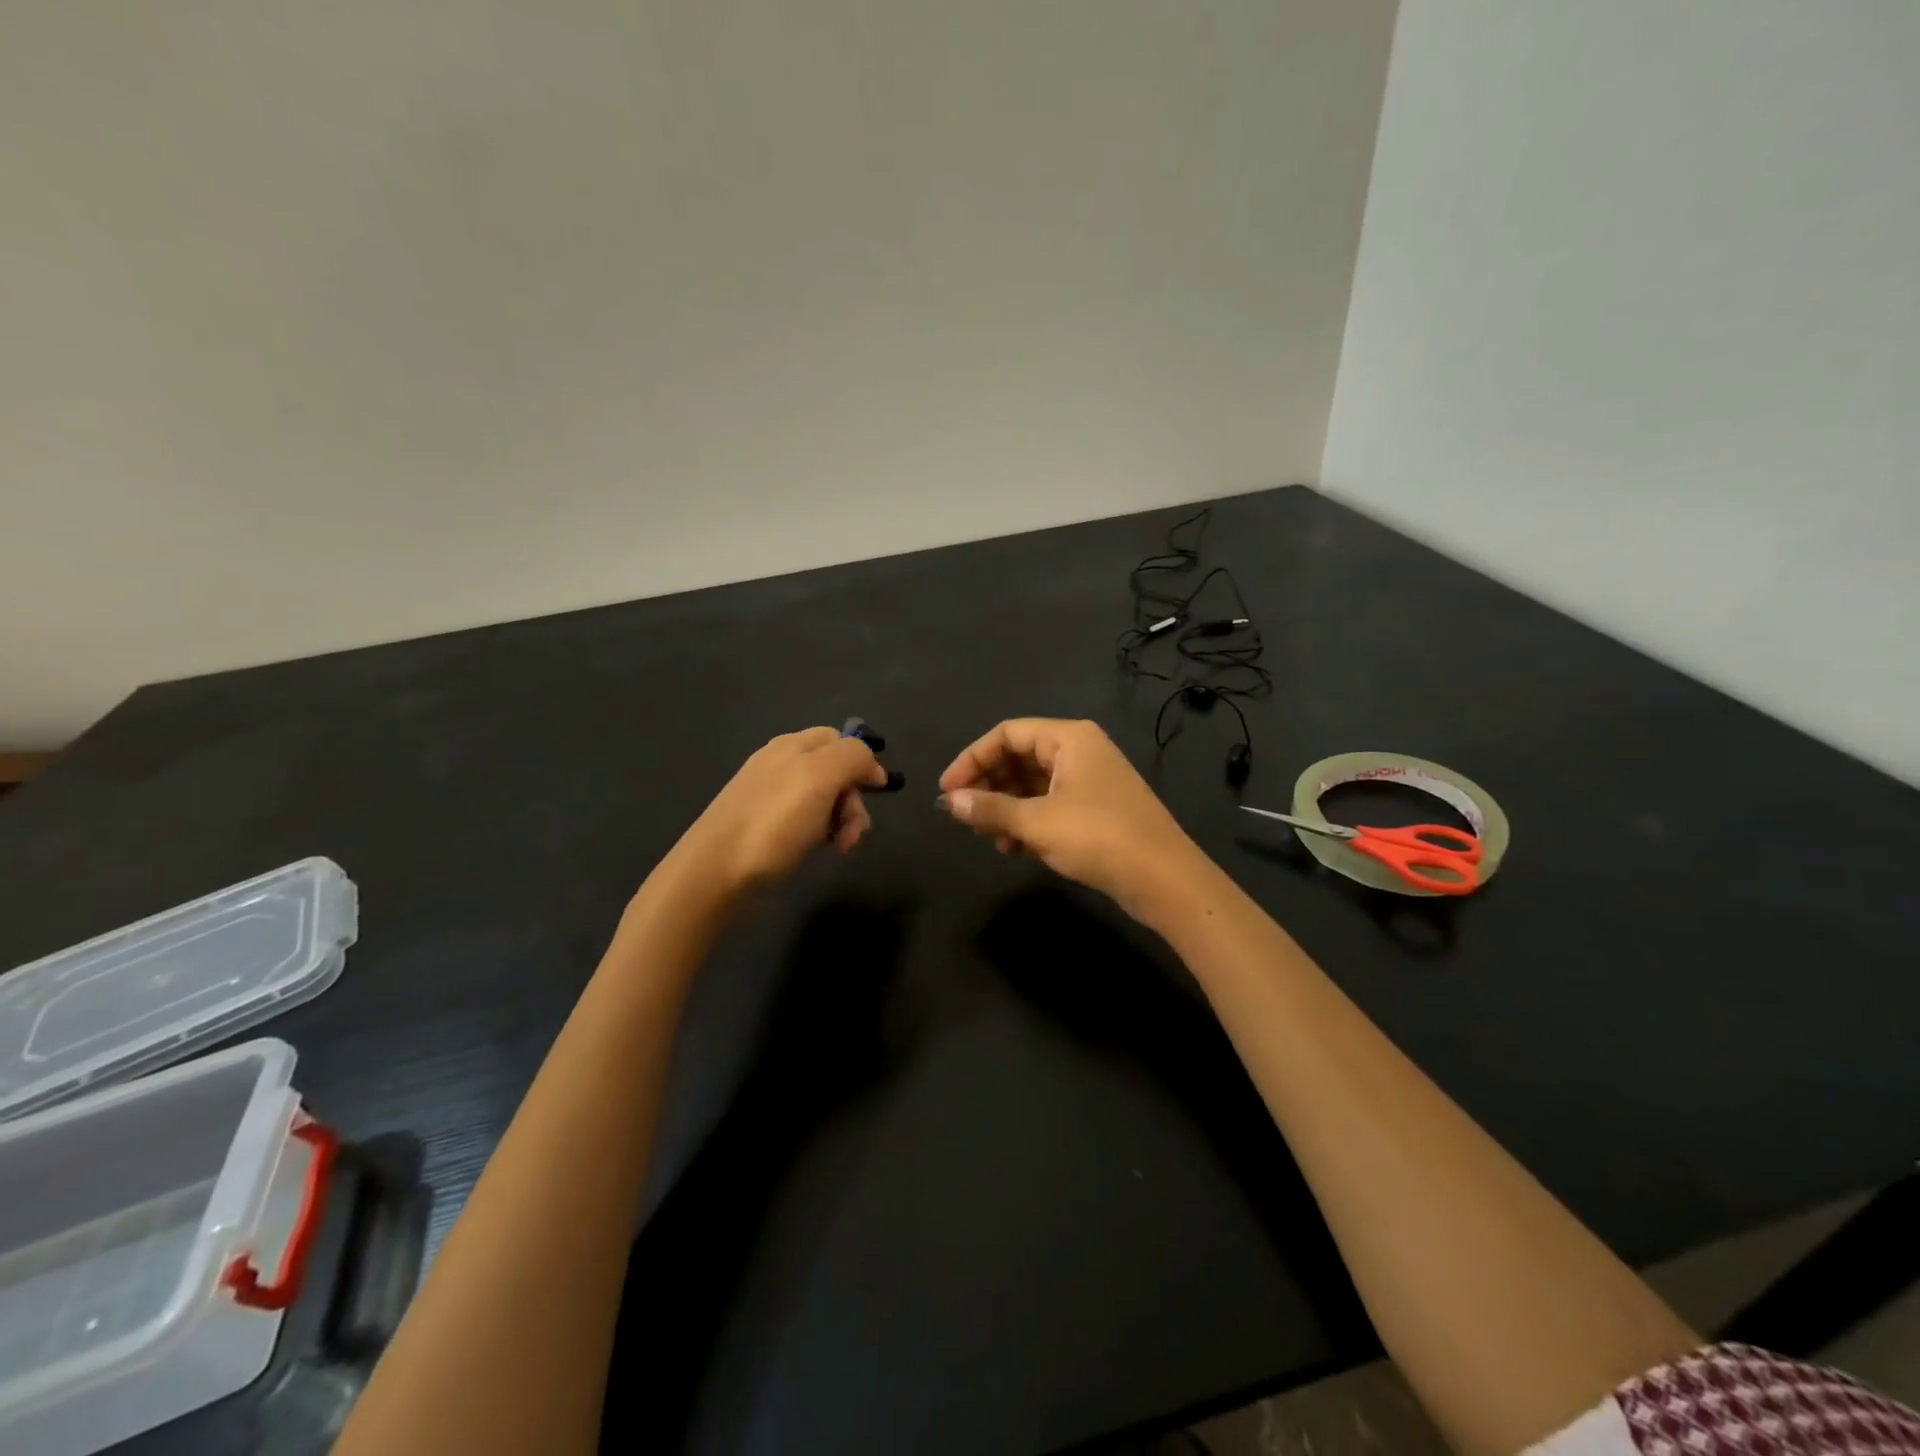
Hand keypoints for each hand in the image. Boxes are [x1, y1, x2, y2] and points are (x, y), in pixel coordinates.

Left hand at [671, 727, 887, 895]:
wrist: (714, 872)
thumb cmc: (772, 822)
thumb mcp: (820, 777)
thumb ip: (853, 757)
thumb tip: (872, 766)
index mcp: (792, 746)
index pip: (840, 739)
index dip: (862, 761)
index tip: (875, 792)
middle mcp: (780, 764)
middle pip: (835, 771)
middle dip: (853, 799)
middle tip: (853, 831)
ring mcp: (768, 796)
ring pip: (822, 799)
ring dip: (840, 821)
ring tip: (838, 847)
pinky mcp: (762, 827)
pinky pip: (804, 821)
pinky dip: (819, 834)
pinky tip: (817, 850)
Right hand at [937, 718, 1209, 920]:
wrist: (1164, 880)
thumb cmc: (1098, 837)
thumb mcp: (1037, 822)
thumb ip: (990, 809)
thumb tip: (949, 802)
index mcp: (1069, 738)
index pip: (1007, 734)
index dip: (972, 759)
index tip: (947, 792)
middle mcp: (1079, 751)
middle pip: (1018, 757)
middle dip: (989, 786)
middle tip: (965, 817)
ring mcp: (1089, 781)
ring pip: (1032, 785)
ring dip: (1006, 808)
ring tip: (989, 837)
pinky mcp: (1095, 810)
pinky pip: (1050, 805)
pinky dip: (1028, 822)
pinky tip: (1014, 849)